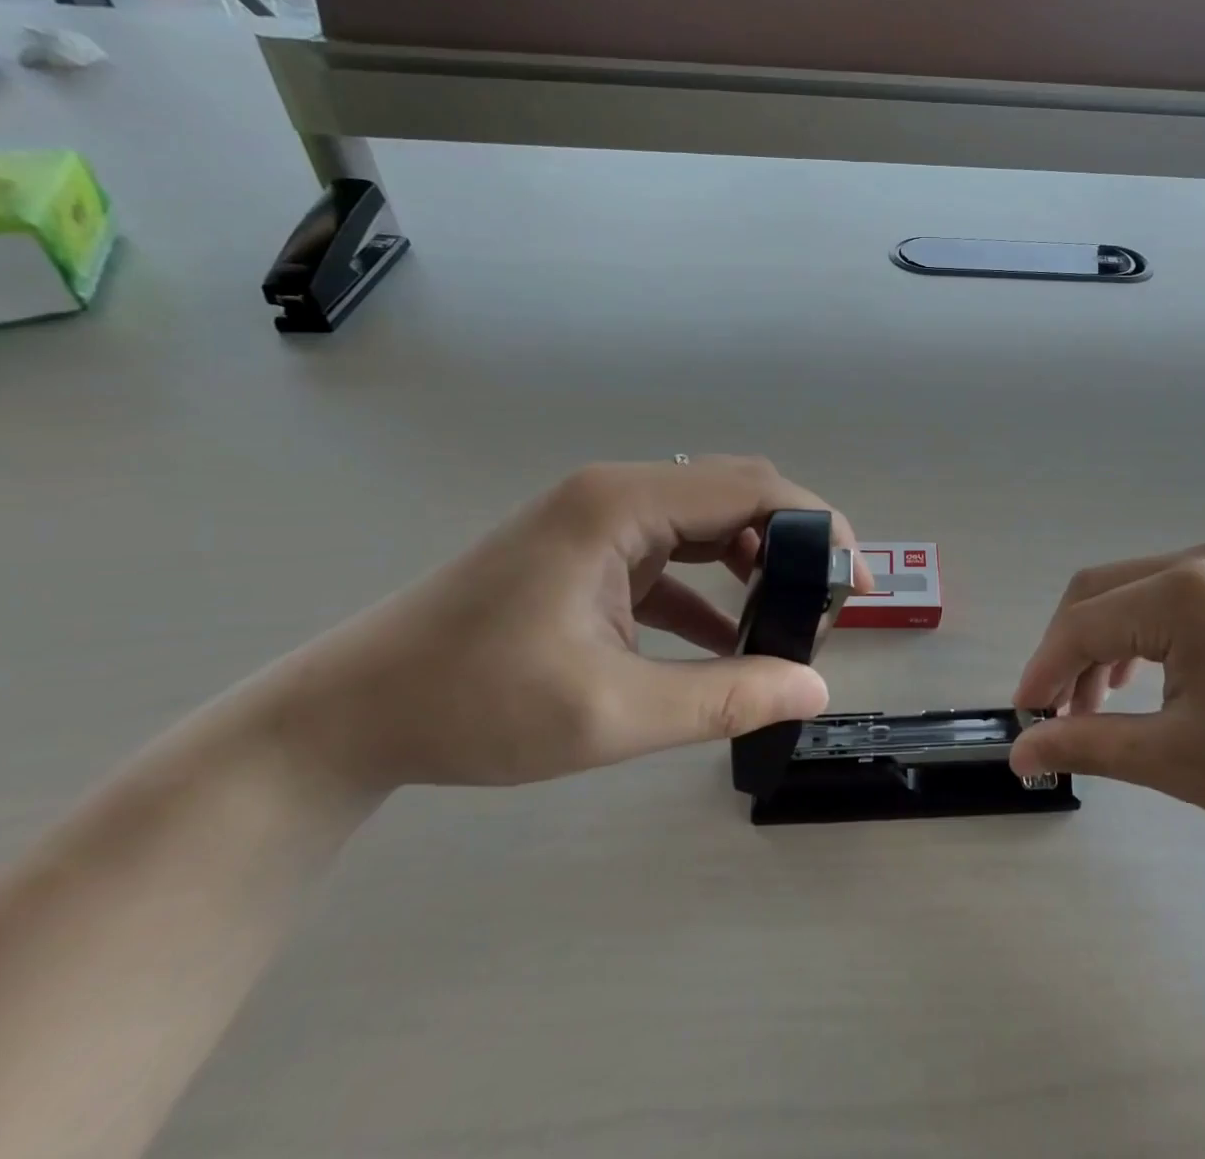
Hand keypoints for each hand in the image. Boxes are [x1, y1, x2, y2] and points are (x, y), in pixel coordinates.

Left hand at [256, 458, 870, 791]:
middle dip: (793, 544)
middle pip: (736, 495)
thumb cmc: (473, 705)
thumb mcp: (610, 713)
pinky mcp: (592, 553)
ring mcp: (601, 521)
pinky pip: (675, 556)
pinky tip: (729, 638)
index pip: (752, 488)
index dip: (818, 527)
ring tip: (786, 619)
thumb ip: (723, 696)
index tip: (854, 583)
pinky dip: (713, 588)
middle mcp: (618, 494)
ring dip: (755, 563)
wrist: (350, 716)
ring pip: (709, 523)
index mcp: (623, 505)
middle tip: (826, 604)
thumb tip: (816, 686)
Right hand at [1009, 545, 1204, 903]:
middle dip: (1068, 652)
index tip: (1024, 721)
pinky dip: (1144, 637)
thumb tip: (1020, 752)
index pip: (1082, 623)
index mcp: (1183, 591)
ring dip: (1104, 644)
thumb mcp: (1177, 760)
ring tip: (1101, 707)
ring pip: (1134, 594)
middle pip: (1100, 593)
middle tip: (1059, 715)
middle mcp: (1203, 562)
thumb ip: (1087, 745)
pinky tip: (1150, 681)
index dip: (1043, 670)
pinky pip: (1173, 600)